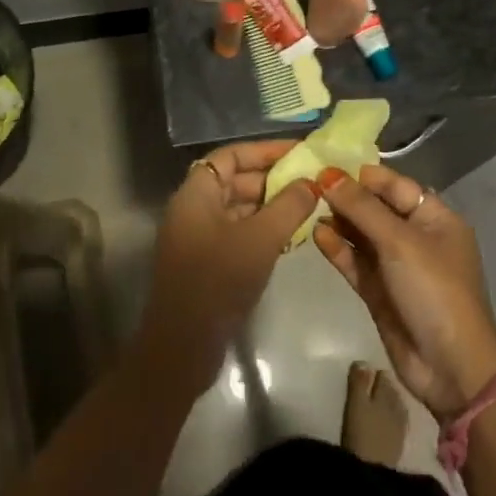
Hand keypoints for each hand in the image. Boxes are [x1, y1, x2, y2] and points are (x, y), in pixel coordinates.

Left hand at [136, 140, 321, 397]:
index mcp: (195, 194)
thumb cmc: (218, 280)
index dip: (264, 150)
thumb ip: (289, 205)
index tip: (299, 151)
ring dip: (271, 205)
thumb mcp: (260, 239)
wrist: (183, 345)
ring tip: (310, 205)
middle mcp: (193, 209)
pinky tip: (293, 236)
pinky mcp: (207, 263)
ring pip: (239, 208)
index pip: (230, 156)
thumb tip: (312, 181)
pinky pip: (238, 233)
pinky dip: (263, 230)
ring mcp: (198, 237)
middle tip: (312, 180)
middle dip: (273, 178)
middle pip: (235, 180)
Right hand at [313, 165, 495, 418]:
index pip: (395, 185)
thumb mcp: (399, 242)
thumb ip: (362, 208)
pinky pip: (356, 263)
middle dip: (345, 197)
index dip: (362, 175)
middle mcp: (417, 238)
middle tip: (306, 184)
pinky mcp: (380, 292)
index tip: (325, 165)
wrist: (451, 366)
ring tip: (305, 207)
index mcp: (435, 219)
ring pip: (363, 236)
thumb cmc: (434, 291)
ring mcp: (397, 267)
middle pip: (376, 209)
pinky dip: (338, 249)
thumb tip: (328, 176)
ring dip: (339, 222)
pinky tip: (316, 235)